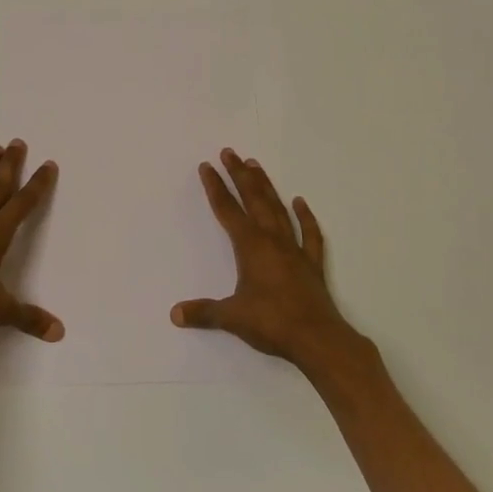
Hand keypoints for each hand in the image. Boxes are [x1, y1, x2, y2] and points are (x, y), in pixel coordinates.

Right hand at [171, 148, 359, 371]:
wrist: (318, 339)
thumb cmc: (272, 323)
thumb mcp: (231, 317)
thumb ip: (203, 312)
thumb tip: (175, 314)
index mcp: (250, 246)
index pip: (227, 210)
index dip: (215, 187)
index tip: (207, 166)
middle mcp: (272, 240)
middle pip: (253, 199)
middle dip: (239, 175)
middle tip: (230, 152)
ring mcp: (294, 249)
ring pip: (278, 209)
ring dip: (266, 186)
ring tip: (256, 165)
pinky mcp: (312, 264)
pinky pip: (309, 234)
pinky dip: (305, 217)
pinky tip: (300, 203)